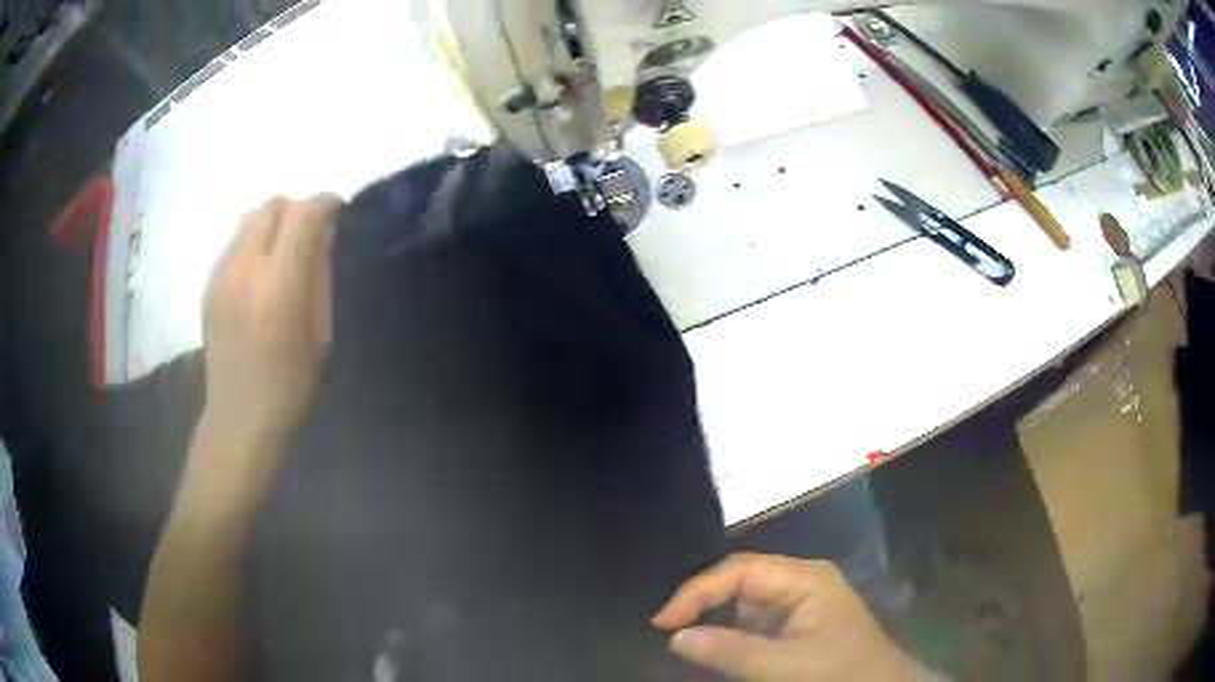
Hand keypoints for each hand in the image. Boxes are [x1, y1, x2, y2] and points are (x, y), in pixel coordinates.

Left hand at [202, 194, 340, 447]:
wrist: (239, 417)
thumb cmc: (290, 385)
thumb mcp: (321, 334)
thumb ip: (319, 277)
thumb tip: (323, 237)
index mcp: (279, 284)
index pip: (302, 215)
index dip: (324, 202)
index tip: (337, 209)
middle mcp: (246, 268)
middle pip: (272, 206)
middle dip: (297, 209)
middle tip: (310, 233)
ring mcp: (222, 274)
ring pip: (249, 218)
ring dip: (273, 223)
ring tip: (283, 251)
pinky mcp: (209, 285)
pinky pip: (234, 242)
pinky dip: (253, 242)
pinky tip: (260, 273)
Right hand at [652, 553, 922, 680]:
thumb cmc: (840, 674)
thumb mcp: (785, 667)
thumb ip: (730, 651)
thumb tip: (675, 636)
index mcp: (804, 578)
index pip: (739, 570)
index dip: (697, 592)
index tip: (662, 623)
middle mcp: (799, 583)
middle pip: (739, 582)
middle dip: (702, 603)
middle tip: (664, 629)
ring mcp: (798, 605)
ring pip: (742, 604)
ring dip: (711, 619)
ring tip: (675, 635)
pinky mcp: (795, 627)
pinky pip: (751, 624)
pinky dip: (727, 635)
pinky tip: (708, 647)